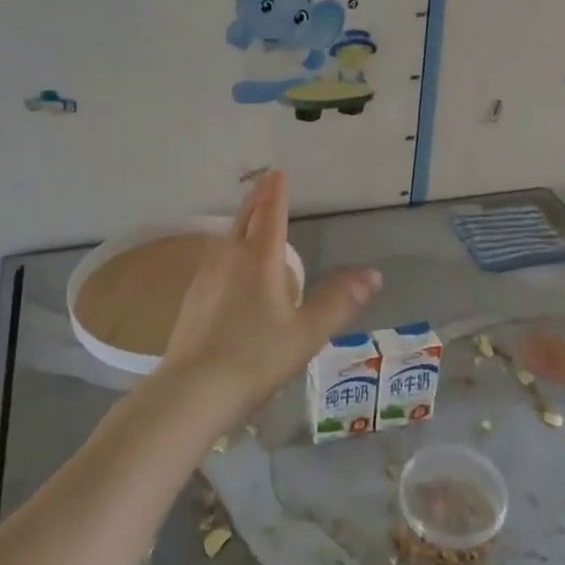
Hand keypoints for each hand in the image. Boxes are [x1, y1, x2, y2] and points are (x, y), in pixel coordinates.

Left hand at [156, 171, 380, 424]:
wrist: (191, 392)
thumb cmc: (255, 358)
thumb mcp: (307, 332)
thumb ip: (339, 302)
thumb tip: (373, 274)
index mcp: (259, 260)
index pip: (270, 216)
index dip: (275, 193)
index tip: (276, 172)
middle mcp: (229, 261)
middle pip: (243, 221)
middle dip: (256, 200)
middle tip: (263, 182)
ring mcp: (205, 280)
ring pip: (225, 241)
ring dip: (239, 224)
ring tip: (248, 220)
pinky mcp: (191, 302)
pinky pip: (214, 262)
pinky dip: (227, 251)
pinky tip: (226, 269)